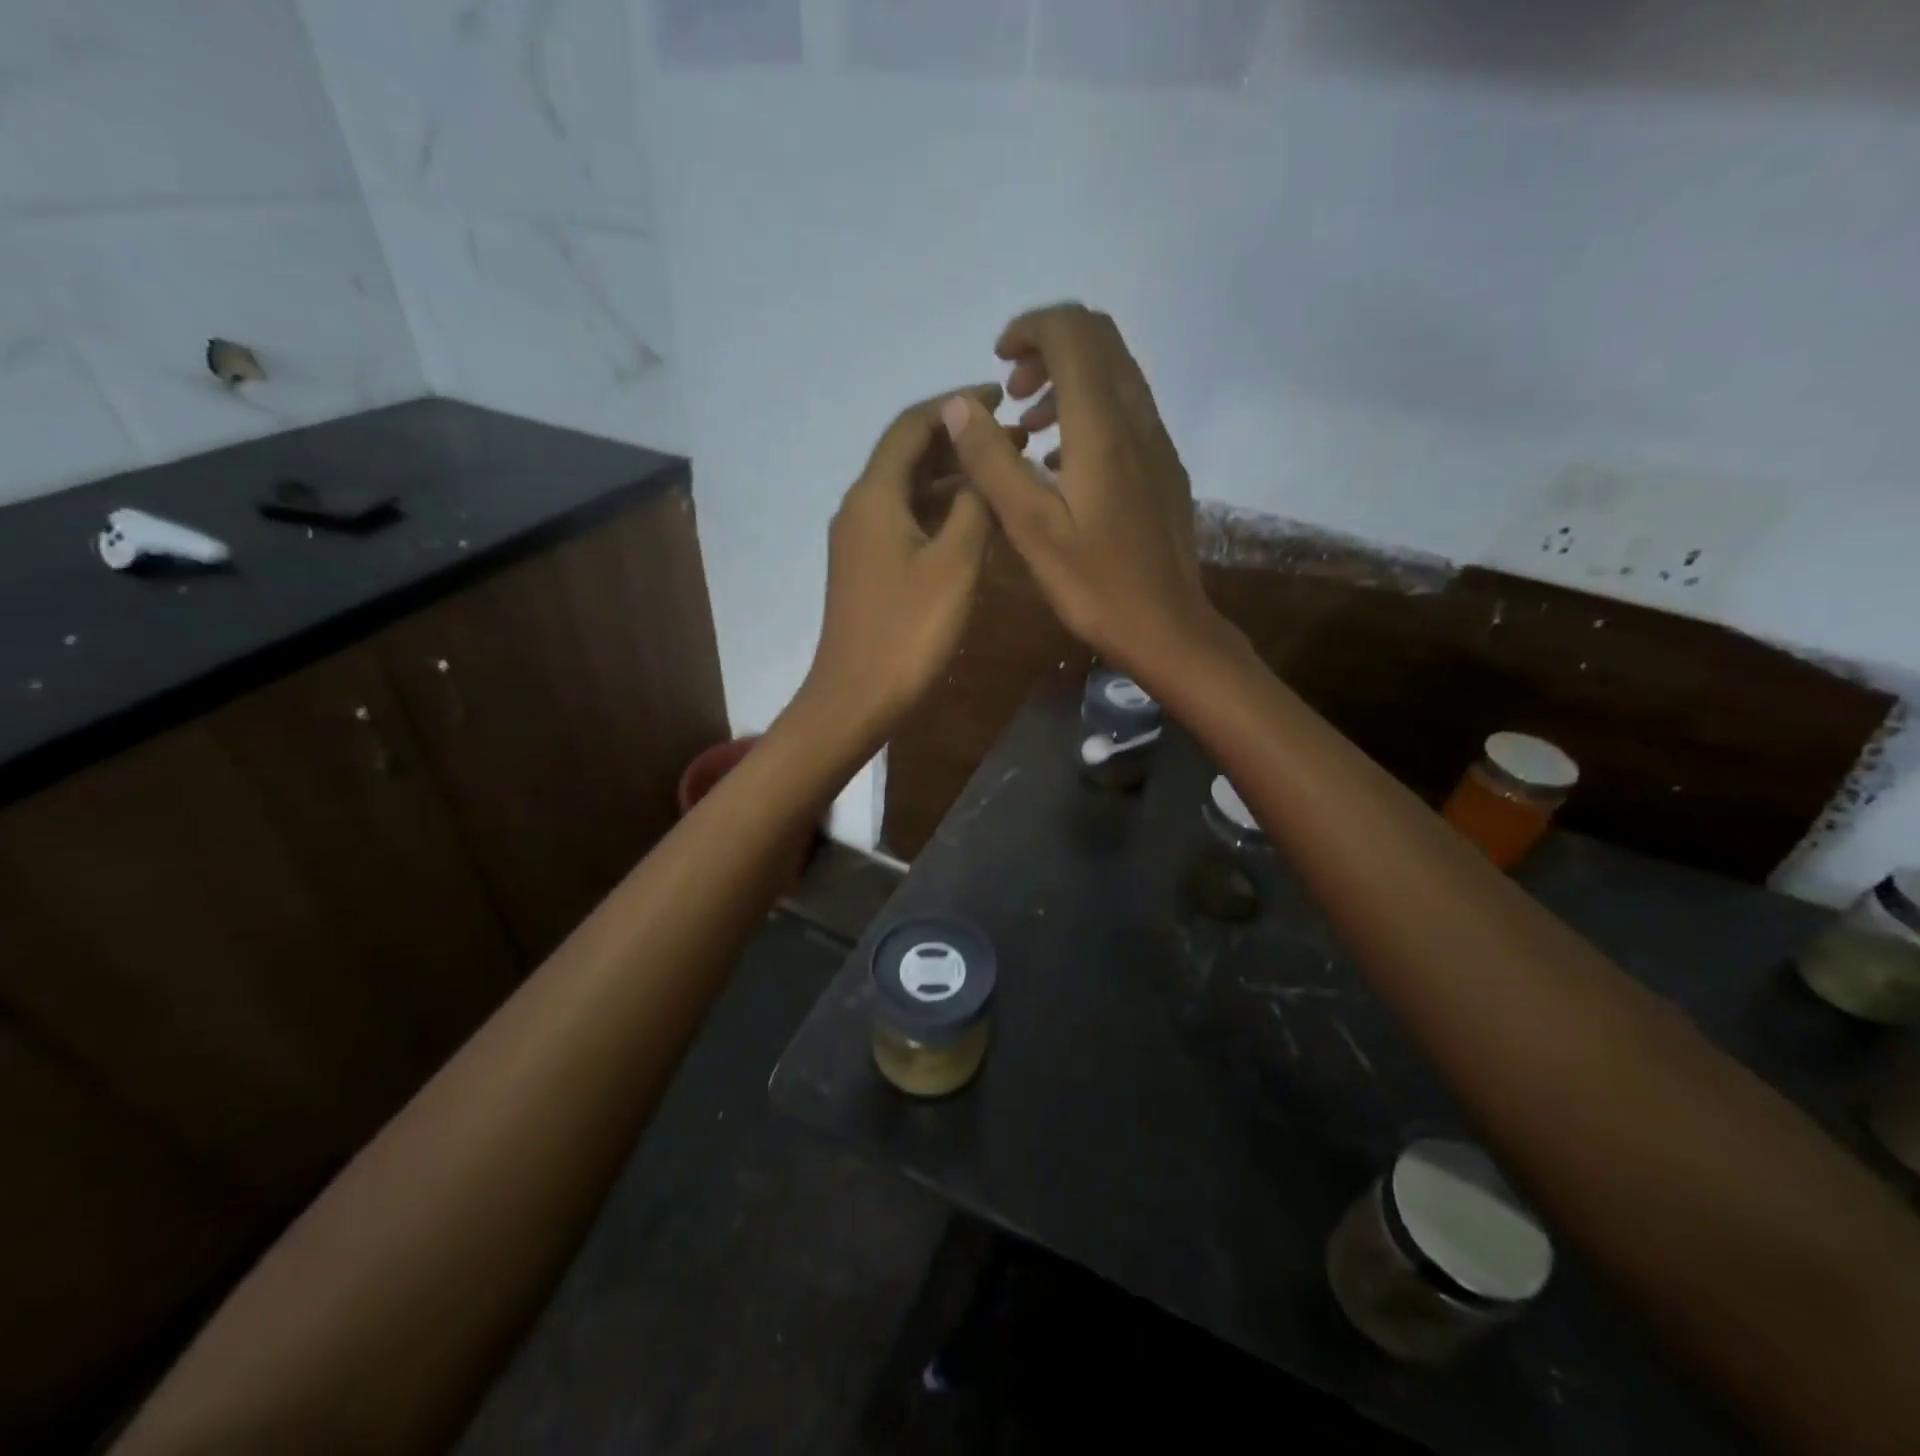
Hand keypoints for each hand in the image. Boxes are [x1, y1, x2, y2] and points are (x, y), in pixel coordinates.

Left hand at [799, 383, 1020, 734]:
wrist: (856, 697)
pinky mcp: (867, 569)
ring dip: (952, 479)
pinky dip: (939, 513)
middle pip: (909, 455)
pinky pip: (906, 522)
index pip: (913, 425)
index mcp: (874, 495)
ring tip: (1002, 478)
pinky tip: (974, 524)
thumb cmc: (908, 631)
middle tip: (1013, 441)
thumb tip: (982, 470)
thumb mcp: (955, 564)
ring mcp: (860, 541)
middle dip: (959, 442)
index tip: (1002, 398)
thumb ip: (974, 506)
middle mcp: (860, 508)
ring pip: (909, 491)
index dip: (956, 405)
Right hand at [937, 303, 1225, 683]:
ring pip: (1115, 374)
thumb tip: (959, 405)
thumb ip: (992, 462)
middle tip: (1011, 393)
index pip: (1072, 332)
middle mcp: (1137, 419)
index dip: (1030, 329)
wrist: (1167, 626)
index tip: (997, 362)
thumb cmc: (1094, 585)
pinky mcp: (1163, 467)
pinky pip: (1125, 411)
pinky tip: (1060, 464)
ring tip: (1027, 431)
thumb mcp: (1030, 527)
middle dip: (1049, 348)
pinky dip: (1088, 411)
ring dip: (1067, 381)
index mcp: (1102, 427)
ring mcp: (1157, 442)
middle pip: (1099, 340)